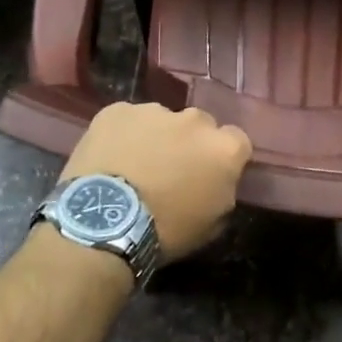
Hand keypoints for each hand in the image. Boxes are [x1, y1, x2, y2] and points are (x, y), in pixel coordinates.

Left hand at [61, 102, 251, 261]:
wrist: (104, 222)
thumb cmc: (166, 230)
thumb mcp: (212, 224)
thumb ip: (223, 192)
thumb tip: (218, 182)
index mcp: (224, 148)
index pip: (237, 141)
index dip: (223, 158)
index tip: (211, 175)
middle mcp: (194, 120)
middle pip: (200, 125)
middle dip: (191, 143)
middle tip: (173, 170)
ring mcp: (154, 111)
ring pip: (162, 120)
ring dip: (157, 137)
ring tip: (136, 165)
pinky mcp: (117, 110)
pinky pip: (127, 120)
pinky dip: (123, 135)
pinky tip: (111, 159)